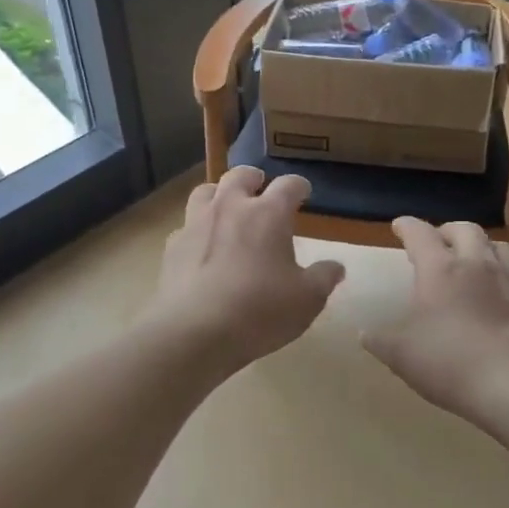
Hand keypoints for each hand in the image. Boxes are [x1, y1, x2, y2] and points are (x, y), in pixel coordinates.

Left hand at [142, 167, 345, 374]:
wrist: (194, 332)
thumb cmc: (260, 311)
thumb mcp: (306, 300)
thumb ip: (324, 278)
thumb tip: (336, 266)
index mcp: (268, 214)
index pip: (288, 185)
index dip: (299, 186)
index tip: (304, 192)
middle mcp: (230, 207)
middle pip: (240, 175)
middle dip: (253, 178)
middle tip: (260, 187)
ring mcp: (196, 224)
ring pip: (205, 192)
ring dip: (219, 194)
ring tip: (226, 207)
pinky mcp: (172, 246)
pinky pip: (185, 226)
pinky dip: (197, 230)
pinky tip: (201, 247)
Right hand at [364, 218, 508, 425]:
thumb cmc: (449, 362)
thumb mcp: (401, 355)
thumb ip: (380, 341)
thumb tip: (365, 334)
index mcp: (440, 269)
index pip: (420, 234)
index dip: (407, 226)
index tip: (399, 227)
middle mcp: (477, 264)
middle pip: (464, 229)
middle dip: (448, 231)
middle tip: (438, 243)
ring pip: (500, 245)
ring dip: (483, 247)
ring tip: (474, 260)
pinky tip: (506, 291)